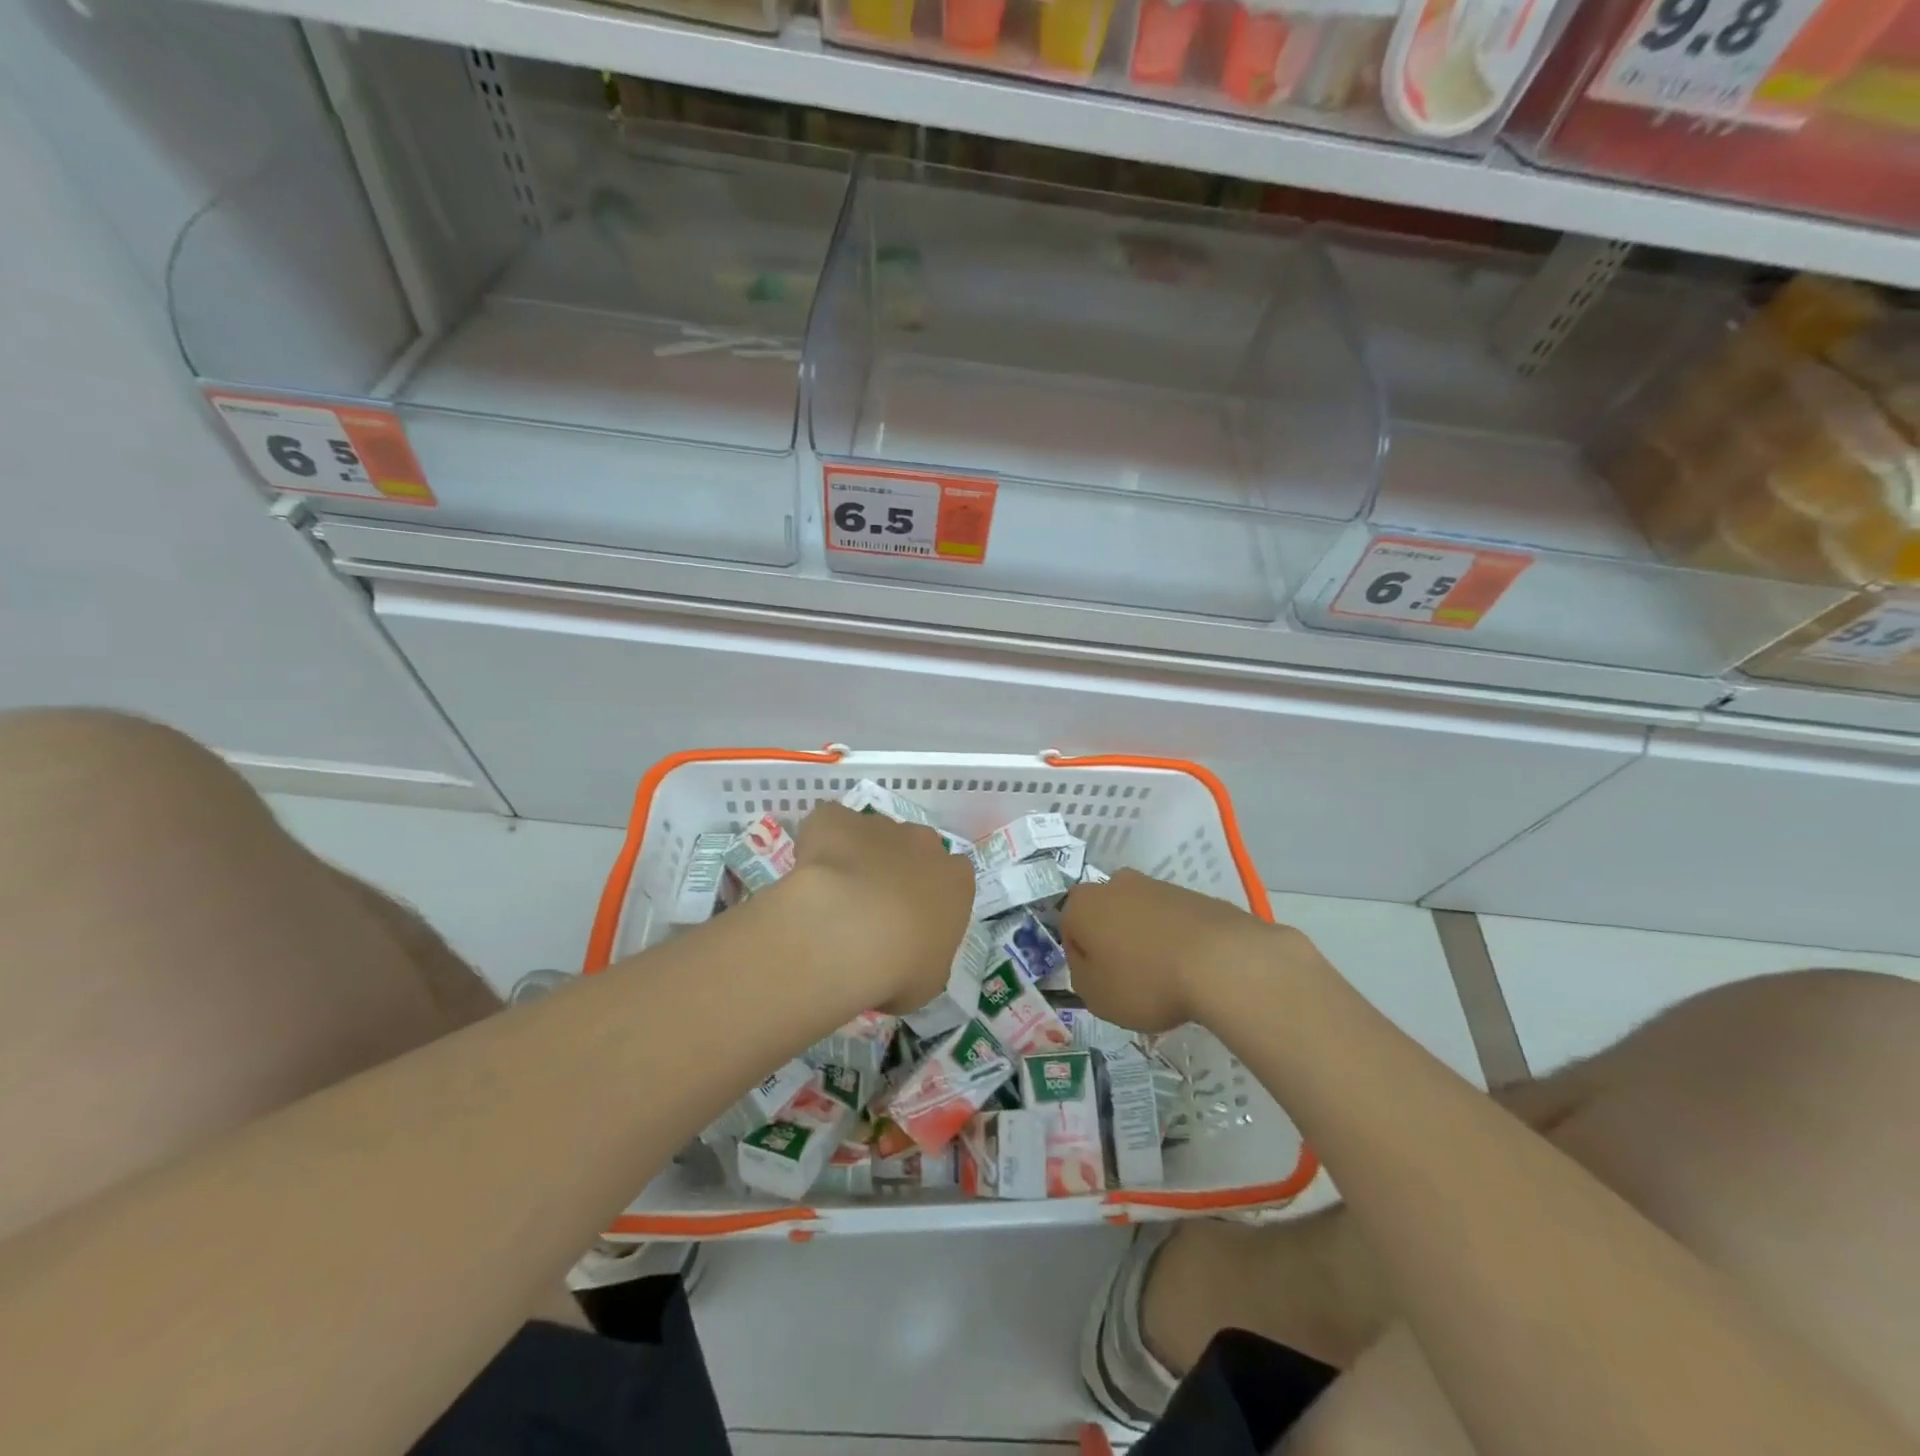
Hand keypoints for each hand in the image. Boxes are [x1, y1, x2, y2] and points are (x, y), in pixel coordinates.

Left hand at [778, 802, 974, 1015]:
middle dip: (897, 871)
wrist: (847, 933)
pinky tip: (809, 872)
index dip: (931, 900)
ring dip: (859, 856)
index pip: (953, 880)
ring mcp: (879, 825)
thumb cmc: (901, 967)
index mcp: (956, 880)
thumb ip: (926, 957)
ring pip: (873, 835)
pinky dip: (821, 842)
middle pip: (915, 849)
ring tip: (835, 897)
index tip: (912, 925)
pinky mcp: (836, 819)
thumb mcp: (928, 980)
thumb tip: (908, 957)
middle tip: (873, 910)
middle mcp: (923, 843)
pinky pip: (830, 824)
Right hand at [1061, 870, 1308, 1032]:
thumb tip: (1089, 963)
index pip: (1069, 931)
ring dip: (1144, 941)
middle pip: (1105, 918)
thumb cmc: (1145, 981)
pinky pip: (1172, 921)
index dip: (1082, 962)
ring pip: (1139, 916)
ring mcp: (1156, 885)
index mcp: (1083, 903)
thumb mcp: (1096, 996)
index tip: (1101, 985)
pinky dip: (1174, 940)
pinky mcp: (1192, 895)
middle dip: (1112, 944)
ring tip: (1165, 979)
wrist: (1221, 961)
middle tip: (1130, 980)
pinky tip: (1189, 969)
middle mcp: (1115, 884)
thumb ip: (1081, 977)